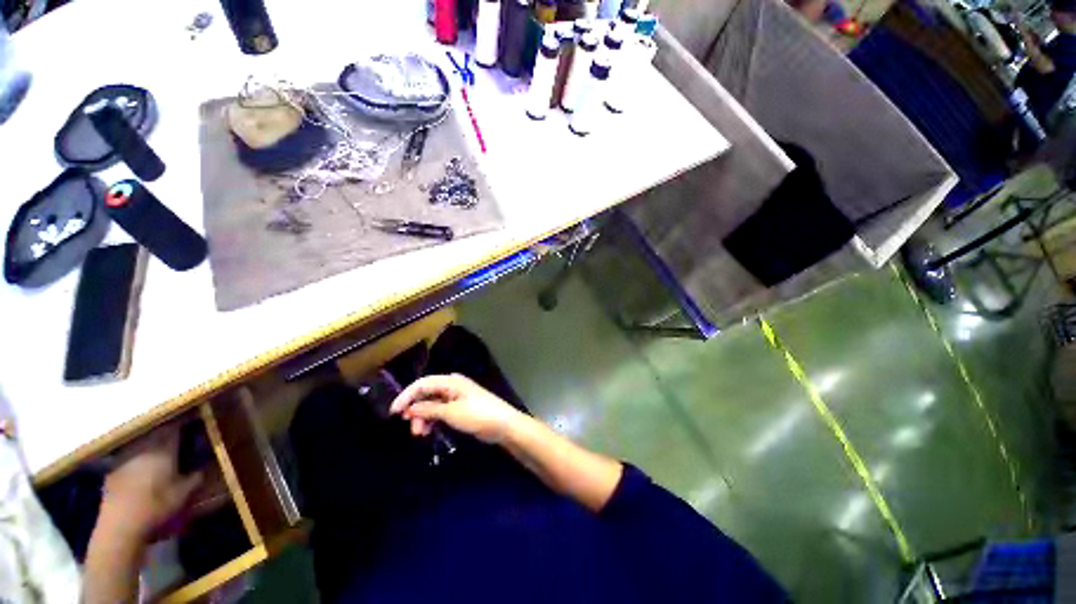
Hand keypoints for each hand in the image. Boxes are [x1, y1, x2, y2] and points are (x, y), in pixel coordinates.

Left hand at [99, 425, 202, 541]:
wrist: (120, 525)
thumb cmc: (157, 506)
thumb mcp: (184, 494)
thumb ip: (195, 478)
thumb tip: (202, 468)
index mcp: (164, 448)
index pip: (177, 425)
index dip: (186, 419)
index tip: (195, 415)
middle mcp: (143, 446)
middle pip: (157, 431)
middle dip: (168, 429)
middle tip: (179, 432)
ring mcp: (125, 456)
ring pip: (141, 441)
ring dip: (152, 441)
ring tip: (160, 447)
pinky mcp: (113, 468)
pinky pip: (129, 455)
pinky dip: (138, 456)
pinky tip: (142, 466)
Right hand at [390, 374, 522, 442]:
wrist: (503, 424)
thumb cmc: (478, 415)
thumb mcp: (451, 413)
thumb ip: (429, 409)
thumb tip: (410, 409)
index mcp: (451, 381)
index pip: (423, 383)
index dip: (406, 396)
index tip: (393, 412)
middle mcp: (452, 386)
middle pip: (426, 394)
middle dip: (416, 410)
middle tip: (412, 429)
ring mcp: (457, 397)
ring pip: (432, 405)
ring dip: (423, 418)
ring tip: (420, 434)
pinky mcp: (460, 408)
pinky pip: (440, 411)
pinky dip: (433, 420)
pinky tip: (429, 431)